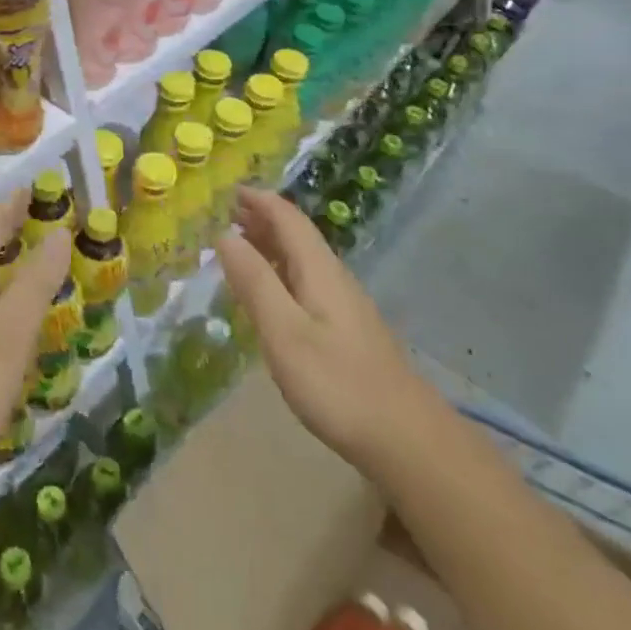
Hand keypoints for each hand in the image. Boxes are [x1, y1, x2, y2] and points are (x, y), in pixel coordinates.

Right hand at [216, 185, 427, 472]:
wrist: (406, 438)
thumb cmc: (337, 383)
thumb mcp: (284, 332)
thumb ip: (254, 282)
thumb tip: (225, 235)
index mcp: (319, 270)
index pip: (288, 219)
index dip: (260, 201)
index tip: (229, 190)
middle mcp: (333, 278)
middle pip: (297, 235)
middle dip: (263, 219)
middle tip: (227, 214)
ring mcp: (344, 305)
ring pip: (302, 259)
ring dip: (270, 245)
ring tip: (240, 245)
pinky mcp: (346, 330)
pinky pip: (306, 282)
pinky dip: (280, 272)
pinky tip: (271, 293)